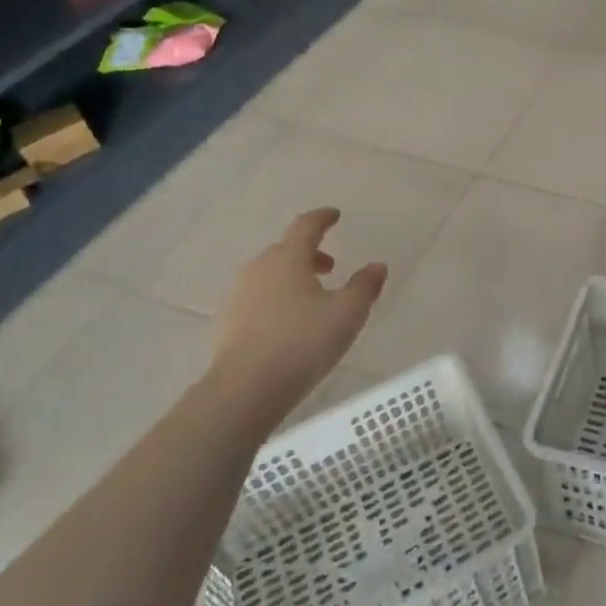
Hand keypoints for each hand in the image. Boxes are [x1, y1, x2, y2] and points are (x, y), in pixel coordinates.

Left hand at [208, 208, 386, 429]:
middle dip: (308, 253)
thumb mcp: (347, 314)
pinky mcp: (227, 323)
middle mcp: (259, 268)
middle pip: (285, 250)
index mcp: (288, 258)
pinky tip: (287, 324)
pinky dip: (275, 300)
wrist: (245, 389)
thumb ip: (364, 286)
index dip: (322, 218)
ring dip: (291, 278)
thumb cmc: (303, 343)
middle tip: (329, 267)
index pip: (306, 226)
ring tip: (311, 299)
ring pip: (269, 275)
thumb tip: (377, 266)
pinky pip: (256, 299)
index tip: (334, 215)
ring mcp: (239, 295)